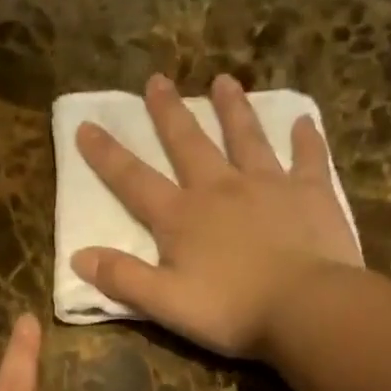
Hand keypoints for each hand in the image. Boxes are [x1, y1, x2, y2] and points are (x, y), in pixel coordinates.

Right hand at [72, 73, 364, 358]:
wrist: (304, 307)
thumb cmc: (230, 310)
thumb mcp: (164, 303)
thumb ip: (122, 278)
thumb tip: (78, 256)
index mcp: (181, 218)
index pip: (134, 181)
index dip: (107, 156)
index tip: (87, 125)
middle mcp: (220, 189)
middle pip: (189, 144)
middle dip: (169, 113)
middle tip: (157, 80)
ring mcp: (268, 185)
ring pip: (246, 138)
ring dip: (233, 109)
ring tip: (224, 81)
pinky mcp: (311, 193)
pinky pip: (308, 158)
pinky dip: (305, 139)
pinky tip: (303, 122)